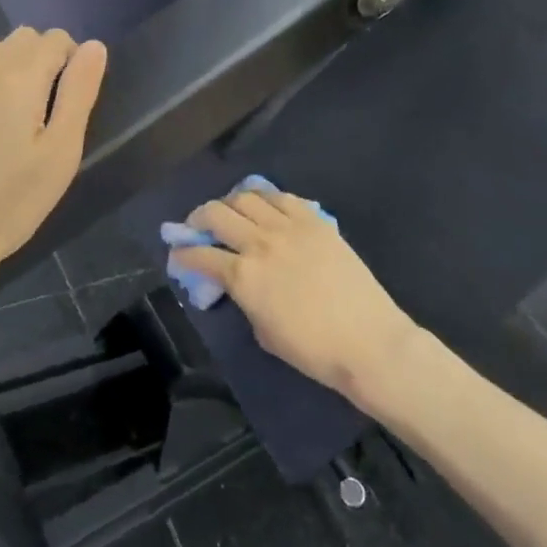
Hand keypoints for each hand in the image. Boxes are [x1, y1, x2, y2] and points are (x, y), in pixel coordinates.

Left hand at [0, 28, 106, 328]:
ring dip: (13, 73)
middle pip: (21, 39)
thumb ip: (79, 92)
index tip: (71, 105)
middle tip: (49, 114)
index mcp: (17, 77)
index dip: (73, 63)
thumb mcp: (61, 152)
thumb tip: (94, 47)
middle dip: (43, 61)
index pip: (56, 38)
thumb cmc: (10, 203)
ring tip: (18, 125)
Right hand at [171, 189, 420, 407]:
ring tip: (230, 211)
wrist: (369, 341)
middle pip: (216, 213)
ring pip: (246, 196)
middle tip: (197, 226)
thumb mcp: (264, 332)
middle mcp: (260, 243)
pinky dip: (266, 198)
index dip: (183, 253)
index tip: (177, 254)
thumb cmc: (314, 350)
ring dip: (230, 202)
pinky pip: (282, 197)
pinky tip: (264, 207)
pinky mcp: (315, 221)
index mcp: (244, 276)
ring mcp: (289, 227)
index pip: (200, 255)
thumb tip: (238, 283)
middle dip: (198, 217)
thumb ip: (244, 299)